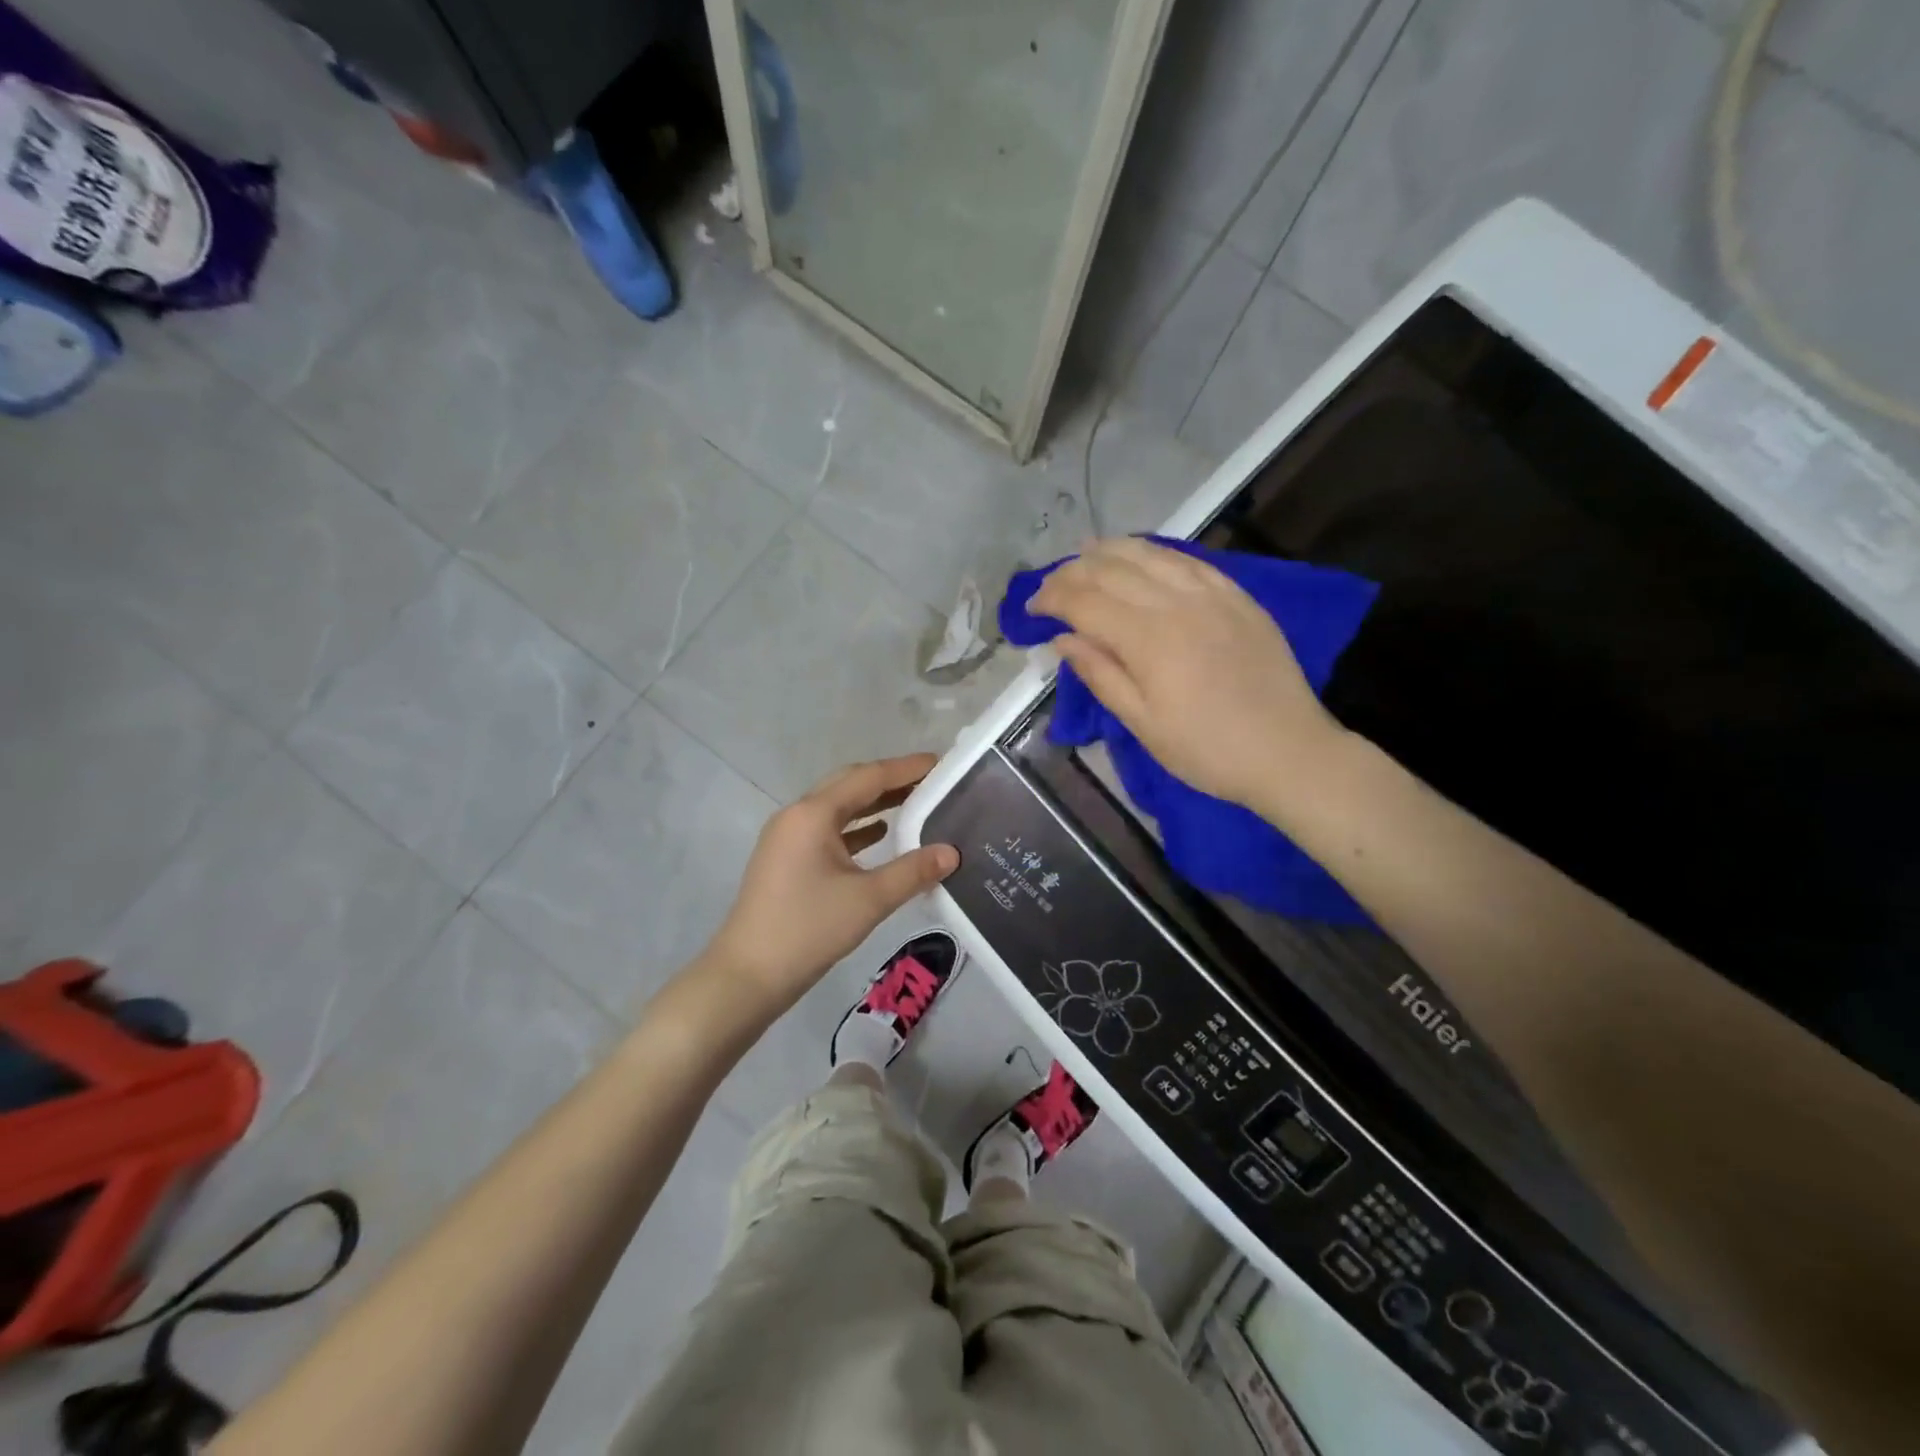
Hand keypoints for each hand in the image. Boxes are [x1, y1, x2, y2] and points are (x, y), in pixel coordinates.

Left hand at [699, 754, 959, 1022]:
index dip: (906, 768)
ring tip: (915, 804)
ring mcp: (787, 837)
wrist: (748, 975)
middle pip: (850, 784)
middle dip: (890, 780)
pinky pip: (827, 830)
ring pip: (838, 808)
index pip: (868, 777)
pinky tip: (881, 835)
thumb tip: (952, 852)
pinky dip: (856, 828)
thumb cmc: (809, 930)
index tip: (940, 762)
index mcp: (813, 814)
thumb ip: (913, 871)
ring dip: (874, 803)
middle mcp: (797, 815)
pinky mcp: (785, 859)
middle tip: (931, 781)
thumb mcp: (869, 899)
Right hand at [1030, 538, 1341, 810]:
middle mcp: (1176, 603)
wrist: (1288, 752)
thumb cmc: (1207, 750)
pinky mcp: (1238, 596)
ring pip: (1150, 554)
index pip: (1085, 601)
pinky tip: (1143, 556)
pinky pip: (1189, 560)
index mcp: (1148, 638)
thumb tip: (1063, 638)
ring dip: (1111, 551)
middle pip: (1112, 570)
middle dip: (1073, 572)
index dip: (1051, 598)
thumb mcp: (1143, 724)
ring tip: (1086, 554)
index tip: (1030, 608)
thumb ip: (1101, 675)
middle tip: (1051, 585)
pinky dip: (1156, 553)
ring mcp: (1212, 594)